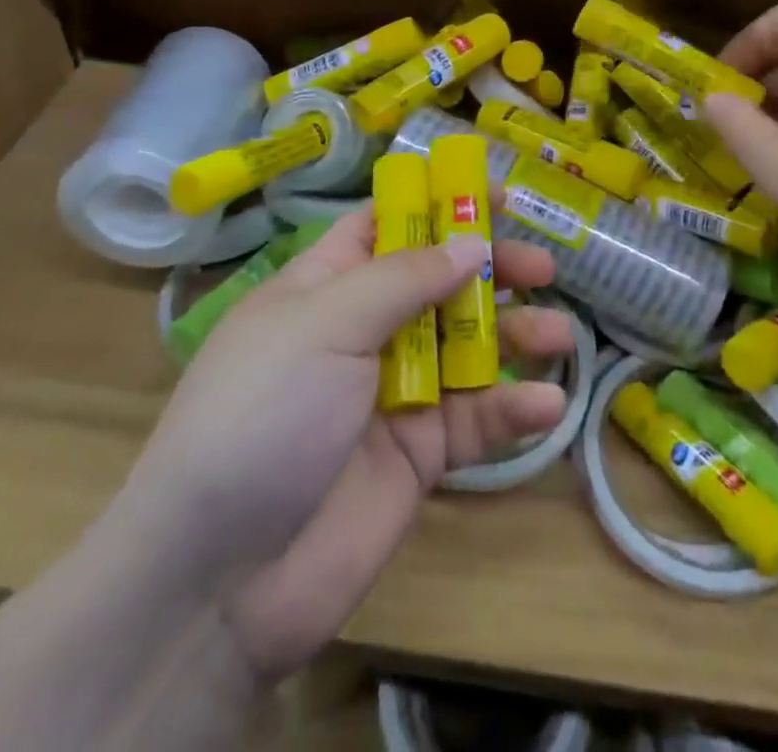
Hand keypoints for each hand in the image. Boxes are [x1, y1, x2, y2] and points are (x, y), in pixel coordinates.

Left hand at [102, 207, 572, 680]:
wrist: (219, 581)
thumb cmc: (263, 415)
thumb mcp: (324, 325)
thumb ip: (403, 279)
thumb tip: (470, 245)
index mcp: (327, 286)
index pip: (388, 225)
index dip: (439, 204)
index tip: (497, 196)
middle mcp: (364, 330)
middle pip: (441, 282)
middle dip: (492, 270)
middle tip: (542, 269)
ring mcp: (396, 392)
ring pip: (469, 347)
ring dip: (516, 336)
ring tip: (559, 334)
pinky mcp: (421, 453)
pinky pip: (475, 419)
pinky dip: (513, 410)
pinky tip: (546, 405)